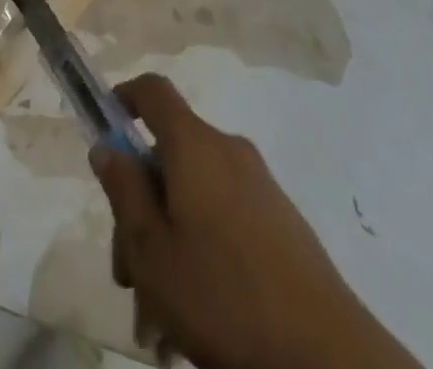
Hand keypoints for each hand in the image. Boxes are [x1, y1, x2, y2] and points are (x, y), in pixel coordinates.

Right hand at [93, 75, 419, 368]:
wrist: (327, 358)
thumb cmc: (224, 297)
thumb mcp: (152, 251)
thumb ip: (124, 191)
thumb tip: (107, 146)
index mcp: (194, 145)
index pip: (153, 90)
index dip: (123, 99)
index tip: (105, 134)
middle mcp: (228, 152)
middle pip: (169, 158)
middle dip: (140, 211)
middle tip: (128, 277)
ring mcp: (259, 188)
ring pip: (194, 200)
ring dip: (168, 245)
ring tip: (158, 321)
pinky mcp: (282, 225)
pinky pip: (224, 221)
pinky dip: (201, 255)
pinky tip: (195, 321)